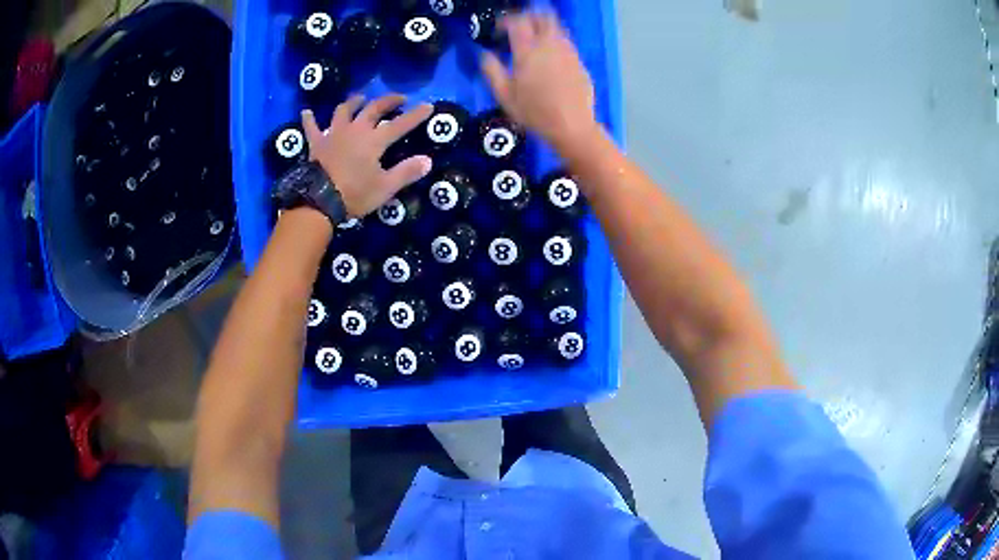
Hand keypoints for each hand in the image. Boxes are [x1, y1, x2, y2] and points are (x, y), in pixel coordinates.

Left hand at [302, 94, 432, 216]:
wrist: (318, 201)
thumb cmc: (354, 194)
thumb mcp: (385, 188)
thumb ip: (407, 172)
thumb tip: (427, 160)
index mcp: (374, 140)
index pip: (400, 124)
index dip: (415, 115)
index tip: (428, 106)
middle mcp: (356, 130)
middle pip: (373, 108)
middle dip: (388, 101)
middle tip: (399, 98)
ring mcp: (334, 133)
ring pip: (344, 110)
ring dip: (354, 102)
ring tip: (360, 98)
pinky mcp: (317, 142)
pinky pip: (312, 127)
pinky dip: (309, 119)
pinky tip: (306, 112)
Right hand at [481, 12, 596, 147]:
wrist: (572, 126)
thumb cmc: (534, 113)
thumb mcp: (504, 95)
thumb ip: (491, 70)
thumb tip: (484, 54)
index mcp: (528, 51)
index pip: (517, 22)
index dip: (506, 21)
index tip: (499, 31)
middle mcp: (549, 45)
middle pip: (541, 17)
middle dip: (528, 17)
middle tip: (518, 28)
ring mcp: (568, 51)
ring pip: (556, 26)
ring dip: (542, 27)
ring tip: (533, 39)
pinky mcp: (579, 61)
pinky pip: (566, 41)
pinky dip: (555, 39)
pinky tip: (549, 54)